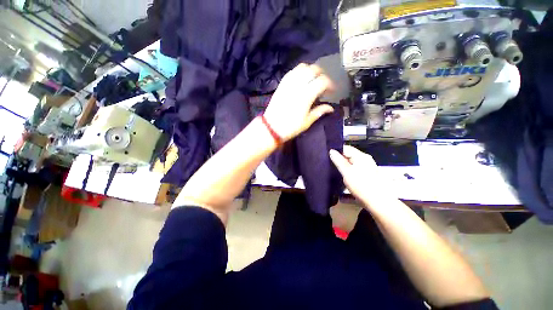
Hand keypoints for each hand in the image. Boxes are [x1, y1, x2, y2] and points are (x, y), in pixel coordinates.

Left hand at [263, 63, 333, 140]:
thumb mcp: (307, 122)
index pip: (322, 81)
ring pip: (302, 67)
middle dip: (322, 74)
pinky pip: (292, 72)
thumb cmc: (290, 127)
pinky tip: (301, 79)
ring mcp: (288, 83)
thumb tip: (330, 108)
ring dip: (311, 70)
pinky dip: (299, 71)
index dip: (330, 84)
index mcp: (306, 95)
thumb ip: (319, 111)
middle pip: (313, 69)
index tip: (332, 91)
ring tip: (313, 80)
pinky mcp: (281, 84)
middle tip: (324, 84)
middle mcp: (298, 85)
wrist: (271, 127)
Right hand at [330, 146, 395, 206]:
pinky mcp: (368, 176)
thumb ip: (338, 161)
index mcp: (361, 156)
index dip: (336, 150)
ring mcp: (368, 168)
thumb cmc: (361, 185)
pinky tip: (344, 177)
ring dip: (343, 166)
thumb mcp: (346, 172)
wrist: (379, 203)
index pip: (346, 148)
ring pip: (352, 163)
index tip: (327, 155)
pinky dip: (348, 171)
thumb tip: (331, 150)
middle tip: (329, 163)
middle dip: (339, 159)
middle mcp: (365, 160)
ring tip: (334, 170)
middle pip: (349, 155)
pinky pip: (355, 169)